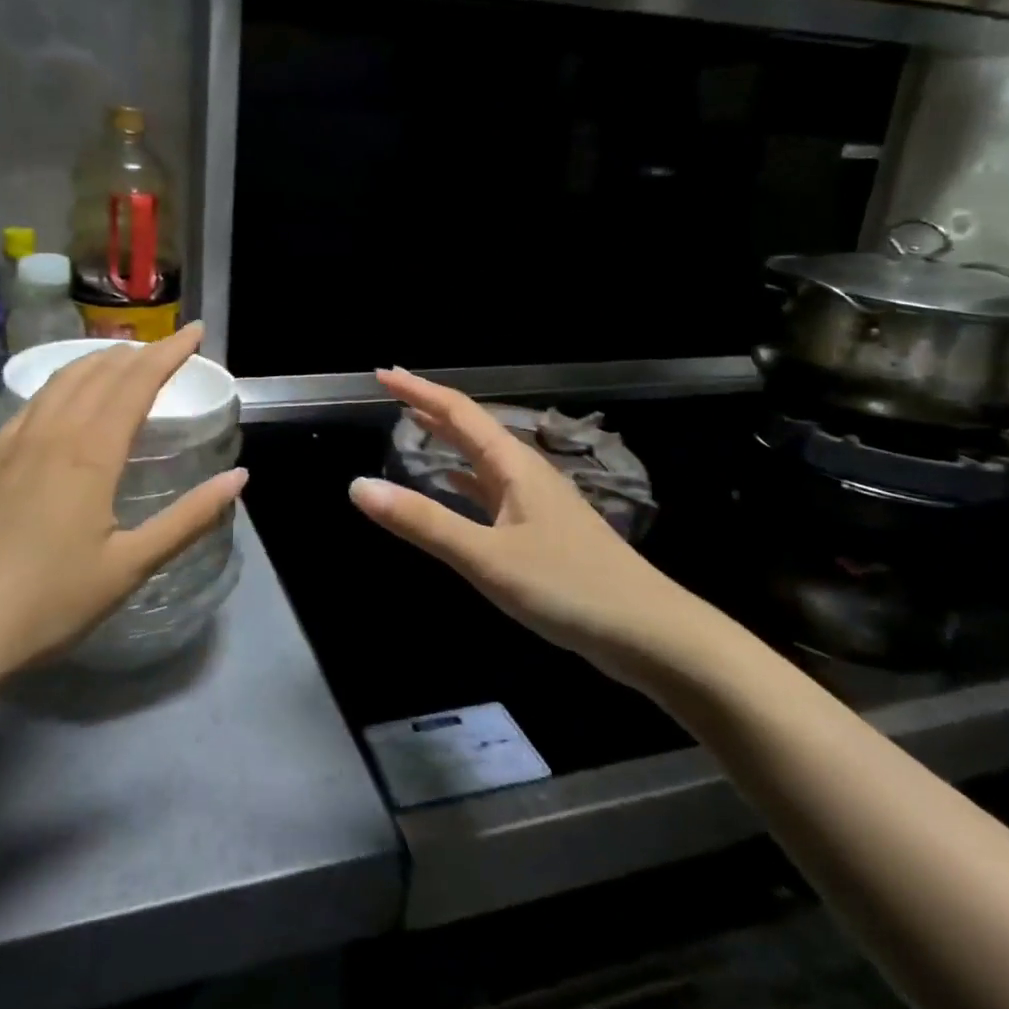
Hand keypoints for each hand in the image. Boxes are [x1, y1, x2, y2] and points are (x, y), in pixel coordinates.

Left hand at [0, 324, 245, 683]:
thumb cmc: (51, 599)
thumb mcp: (130, 566)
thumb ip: (188, 518)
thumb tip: (239, 476)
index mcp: (92, 452)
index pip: (137, 382)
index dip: (169, 352)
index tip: (196, 331)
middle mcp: (55, 431)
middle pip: (103, 371)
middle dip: (142, 351)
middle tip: (171, 344)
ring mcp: (18, 439)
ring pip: (66, 378)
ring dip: (102, 358)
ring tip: (128, 356)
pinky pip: (37, 397)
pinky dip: (65, 378)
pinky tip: (70, 390)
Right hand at [347, 369, 717, 688]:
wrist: (650, 635)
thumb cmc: (567, 588)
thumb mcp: (486, 557)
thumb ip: (423, 522)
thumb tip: (358, 486)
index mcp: (513, 465)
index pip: (458, 412)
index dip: (419, 390)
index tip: (382, 374)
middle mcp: (525, 473)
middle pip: (472, 428)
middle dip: (431, 408)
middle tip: (393, 393)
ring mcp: (538, 502)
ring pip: (482, 459)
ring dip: (448, 441)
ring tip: (415, 429)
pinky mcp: (544, 530)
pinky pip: (492, 490)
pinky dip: (464, 480)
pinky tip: (454, 489)